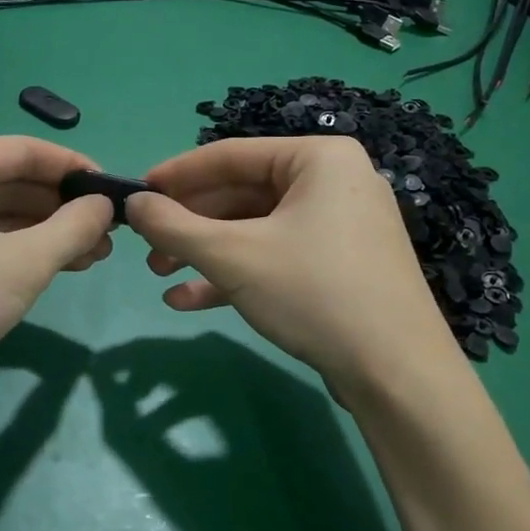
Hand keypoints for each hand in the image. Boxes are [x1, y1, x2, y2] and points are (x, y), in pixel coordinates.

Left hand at [0, 137, 113, 399]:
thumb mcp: (23, 262)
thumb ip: (72, 227)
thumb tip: (105, 205)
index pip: (24, 150)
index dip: (74, 168)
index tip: (114, 191)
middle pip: (10, 182)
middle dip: (62, 208)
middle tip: (108, 234)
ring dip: (44, 233)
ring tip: (93, 257)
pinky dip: (16, 251)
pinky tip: (52, 269)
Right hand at [124, 136, 469, 409]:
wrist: (397, 375)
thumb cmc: (313, 293)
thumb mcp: (232, 256)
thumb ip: (174, 226)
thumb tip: (132, 204)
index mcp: (318, 159)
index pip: (230, 155)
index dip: (175, 175)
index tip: (134, 194)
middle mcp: (333, 182)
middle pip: (240, 194)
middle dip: (188, 224)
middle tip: (145, 244)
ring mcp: (339, 227)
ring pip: (254, 230)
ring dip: (204, 252)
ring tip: (159, 274)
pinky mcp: (339, 266)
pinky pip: (276, 257)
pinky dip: (234, 274)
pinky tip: (188, 300)